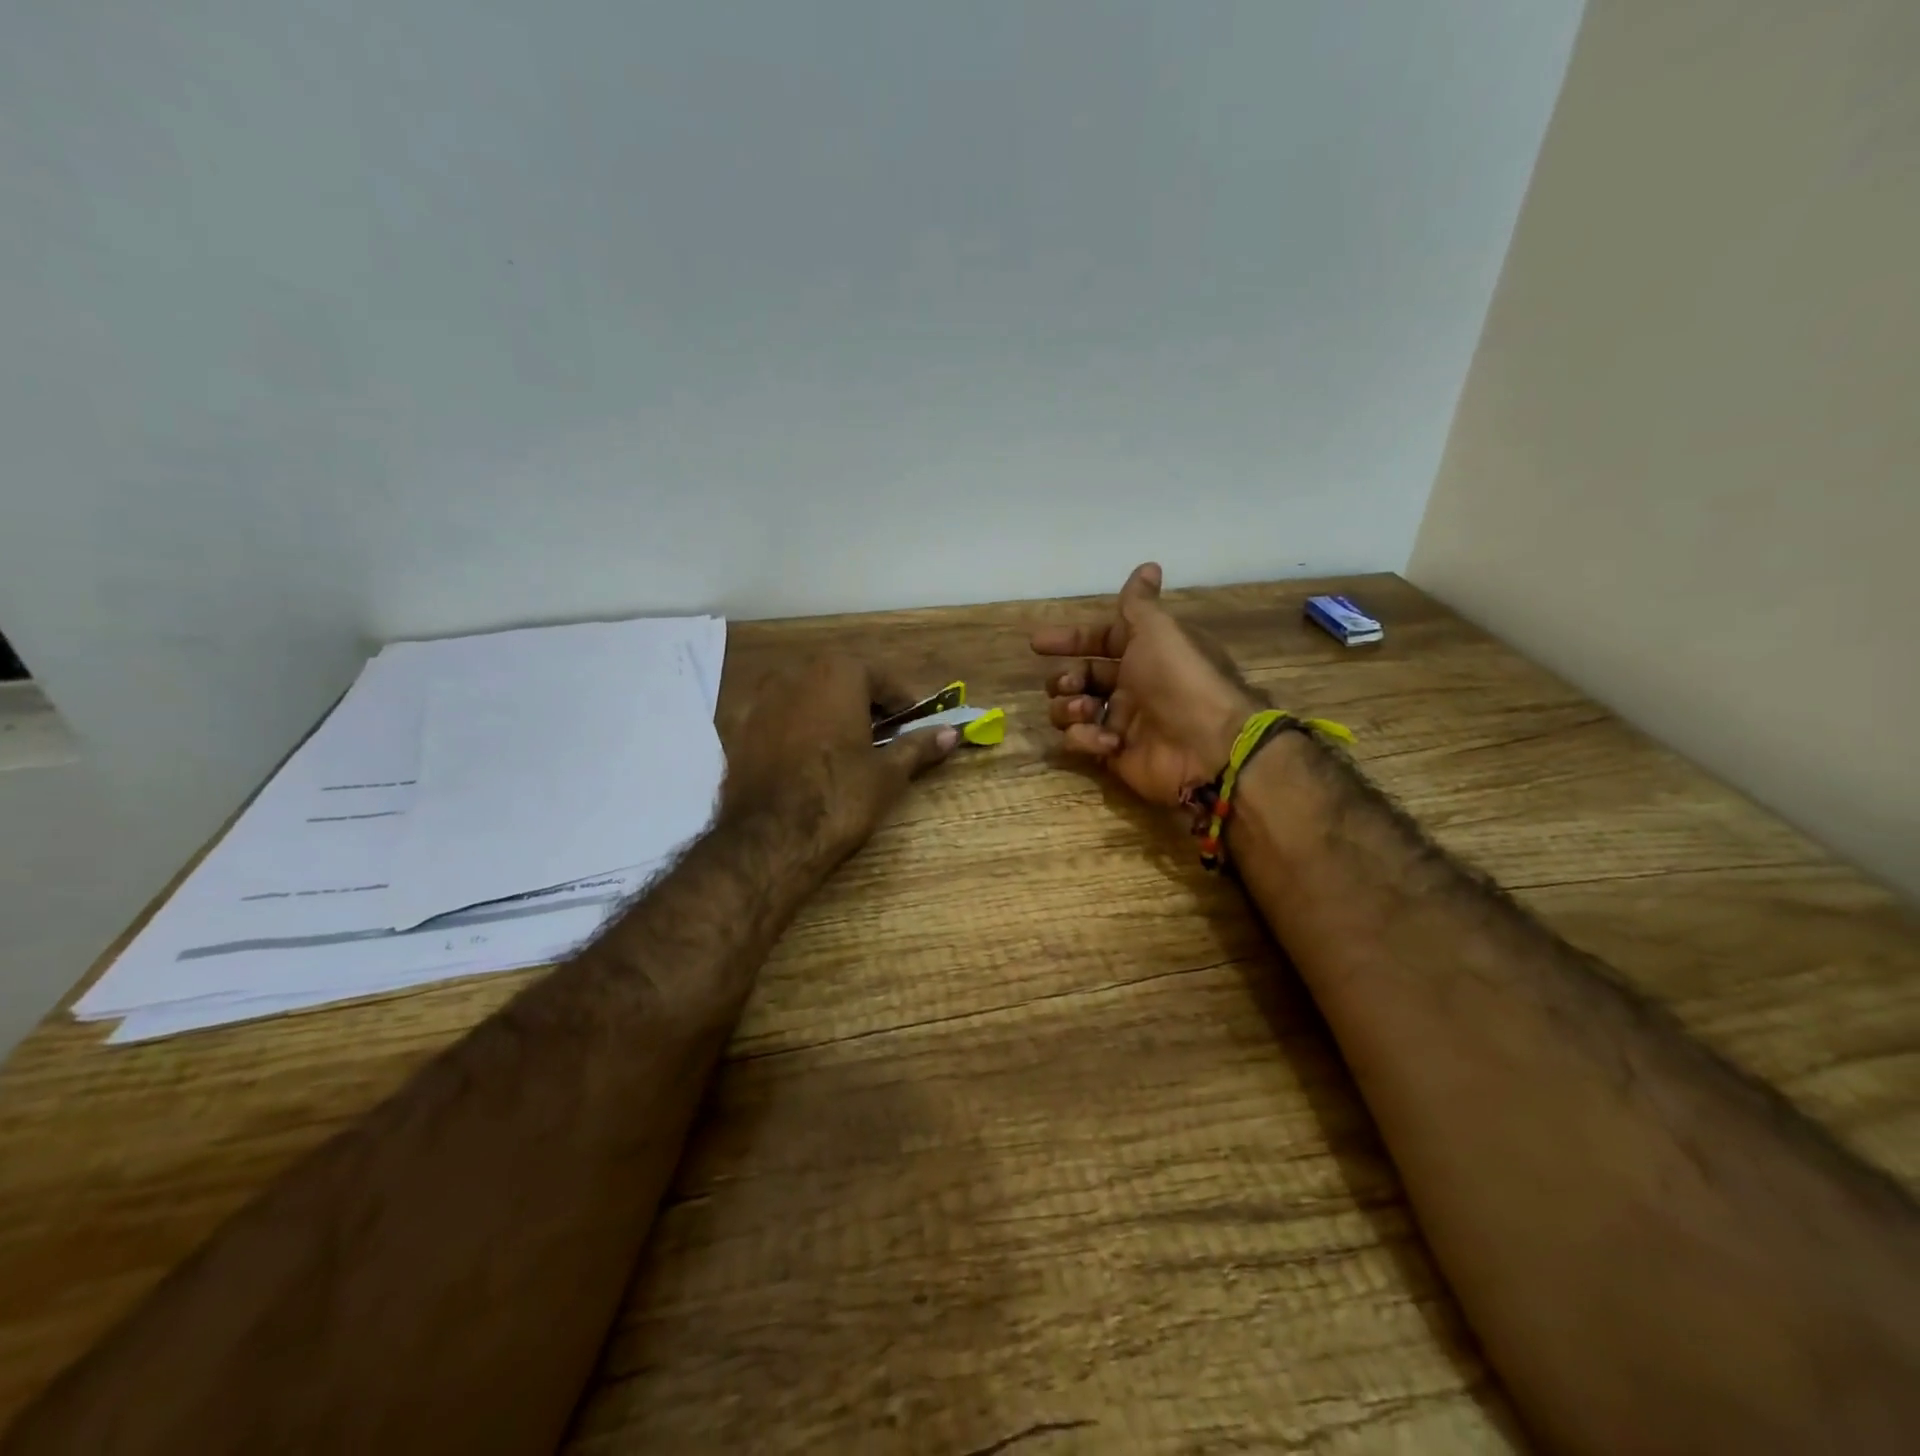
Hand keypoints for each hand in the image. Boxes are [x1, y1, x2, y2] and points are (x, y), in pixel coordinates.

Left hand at [720, 655, 957, 856]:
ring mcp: (760, 700)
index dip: (901, 702)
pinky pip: (778, 719)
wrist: (769, 838)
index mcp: (837, 673)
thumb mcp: (887, 773)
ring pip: (806, 697)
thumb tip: (951, 733)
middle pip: (841, 681)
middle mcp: (795, 674)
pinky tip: (806, 759)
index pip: (880, 677)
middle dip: (864, 703)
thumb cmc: (839, 797)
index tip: (912, 723)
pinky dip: (796, 729)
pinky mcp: (737, 729)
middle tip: (883, 735)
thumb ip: (918, 746)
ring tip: (845, 747)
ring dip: (828, 713)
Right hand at [1032, 563, 1264, 806]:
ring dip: (1069, 707)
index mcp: (1144, 653)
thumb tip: (1148, 565)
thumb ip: (1139, 603)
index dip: (1071, 640)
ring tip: (1085, 710)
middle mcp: (1132, 685)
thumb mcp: (1158, 631)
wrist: (1207, 745)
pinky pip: (1082, 741)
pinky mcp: (1113, 753)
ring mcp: (1121, 721)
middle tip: (1070, 683)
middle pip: (1081, 677)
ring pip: (1073, 709)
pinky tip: (1107, 741)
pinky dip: (1086, 739)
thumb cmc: (1179, 680)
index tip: (1038, 644)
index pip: (1100, 641)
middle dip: (1065, 678)